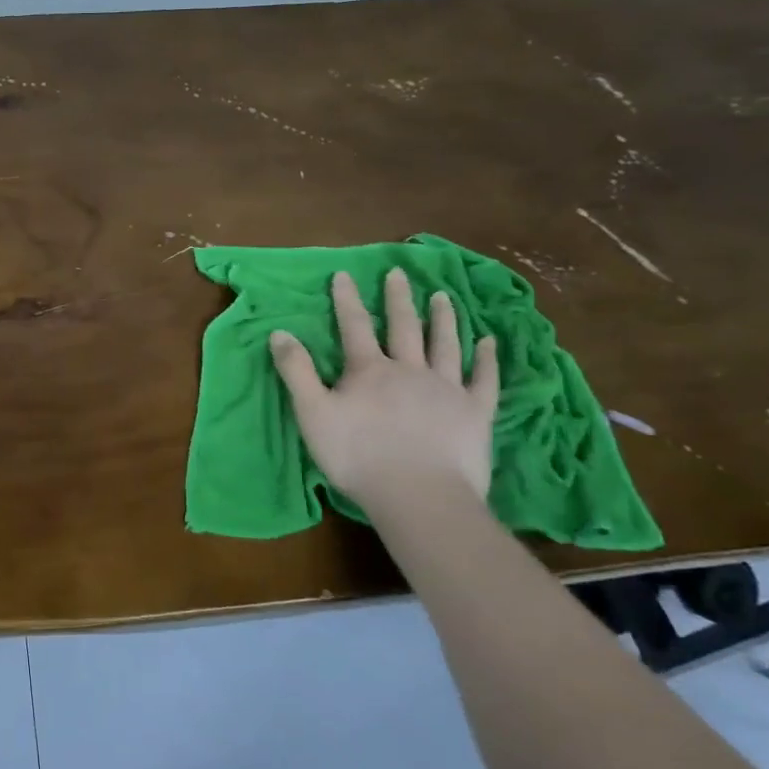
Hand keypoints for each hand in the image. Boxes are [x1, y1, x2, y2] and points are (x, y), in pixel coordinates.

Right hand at [268, 268, 498, 507]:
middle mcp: (409, 369)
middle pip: (404, 326)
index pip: (354, 326)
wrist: (418, 495)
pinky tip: (488, 342)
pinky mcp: (475, 412)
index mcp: (368, 370)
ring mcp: (446, 388)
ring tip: (443, 296)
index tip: (345, 273)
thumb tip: (279, 332)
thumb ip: (296, 371)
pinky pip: (483, 378)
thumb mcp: (312, 413)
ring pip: (445, 344)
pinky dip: (486, 359)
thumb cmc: (357, 456)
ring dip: (443, 318)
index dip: (347, 299)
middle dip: (398, 299)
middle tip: (399, 274)